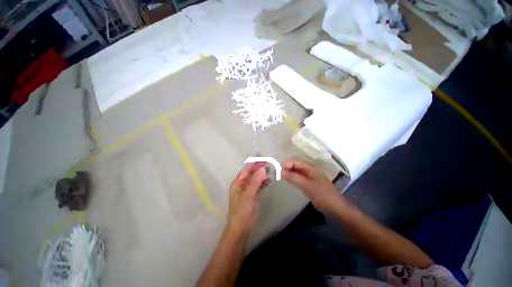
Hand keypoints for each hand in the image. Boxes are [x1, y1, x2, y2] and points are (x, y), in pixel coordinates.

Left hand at [227, 162, 270, 233]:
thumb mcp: (249, 194)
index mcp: (238, 182)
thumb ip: (256, 181)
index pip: (246, 169)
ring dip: (261, 174)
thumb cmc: (243, 210)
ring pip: (255, 179)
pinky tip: (269, 180)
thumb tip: (262, 168)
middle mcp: (242, 184)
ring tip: (270, 169)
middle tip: (268, 162)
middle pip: (251, 173)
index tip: (262, 157)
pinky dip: (263, 182)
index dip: (254, 162)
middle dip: (258, 167)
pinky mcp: (252, 195)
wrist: (241, 228)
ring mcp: (247, 190)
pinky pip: (258, 185)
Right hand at [282, 160, 346, 214]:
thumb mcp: (306, 185)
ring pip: (296, 172)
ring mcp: (310, 178)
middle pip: (295, 166)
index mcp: (310, 168)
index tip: (277, 170)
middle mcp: (309, 170)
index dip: (286, 164)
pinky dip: (293, 179)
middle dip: (286, 168)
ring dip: (288, 173)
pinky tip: (288, 181)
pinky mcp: (309, 184)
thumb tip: (279, 171)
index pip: (295, 161)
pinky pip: (299, 178)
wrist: (336, 209)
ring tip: (280, 177)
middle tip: (277, 174)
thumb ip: (293, 177)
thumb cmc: (322, 195)